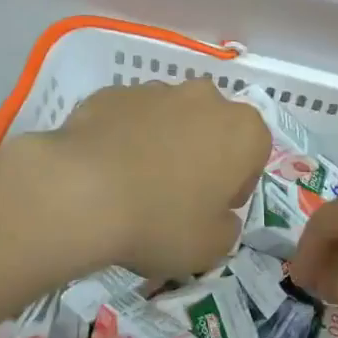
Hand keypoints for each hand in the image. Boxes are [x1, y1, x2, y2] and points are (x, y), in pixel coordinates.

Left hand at [42, 78, 267, 279]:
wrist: (82, 191)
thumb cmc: (161, 220)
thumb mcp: (211, 248)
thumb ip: (227, 227)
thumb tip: (217, 214)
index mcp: (242, 129)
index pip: (255, 153)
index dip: (236, 184)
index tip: (212, 210)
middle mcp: (205, 97)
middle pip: (213, 127)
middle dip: (202, 155)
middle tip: (177, 196)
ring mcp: (157, 89)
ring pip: (172, 118)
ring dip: (164, 143)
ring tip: (136, 184)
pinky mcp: (115, 92)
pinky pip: (131, 117)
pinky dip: (126, 136)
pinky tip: (106, 170)